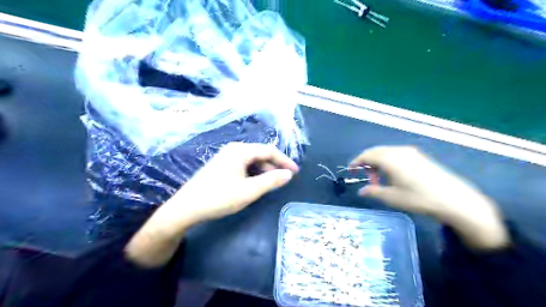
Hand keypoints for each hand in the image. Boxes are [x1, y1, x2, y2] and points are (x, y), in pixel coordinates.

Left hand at [125, 142, 297, 265]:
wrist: (186, 208)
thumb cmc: (219, 197)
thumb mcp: (249, 191)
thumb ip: (271, 181)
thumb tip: (288, 174)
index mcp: (240, 151)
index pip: (269, 151)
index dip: (284, 161)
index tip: (295, 172)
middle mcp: (233, 149)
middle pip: (260, 154)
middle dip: (274, 166)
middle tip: (285, 179)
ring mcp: (225, 157)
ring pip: (251, 161)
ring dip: (264, 170)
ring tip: (272, 183)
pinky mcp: (221, 166)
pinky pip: (243, 166)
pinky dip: (253, 173)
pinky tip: (255, 183)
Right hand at [352, 145, 509, 248]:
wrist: (454, 199)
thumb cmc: (419, 198)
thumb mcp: (392, 197)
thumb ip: (374, 191)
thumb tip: (362, 191)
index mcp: (390, 159)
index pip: (367, 155)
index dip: (356, 162)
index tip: (350, 170)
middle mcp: (399, 151)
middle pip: (376, 151)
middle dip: (367, 163)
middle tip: (368, 179)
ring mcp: (411, 152)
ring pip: (386, 152)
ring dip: (378, 163)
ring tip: (381, 180)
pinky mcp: (419, 156)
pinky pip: (396, 154)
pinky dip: (388, 162)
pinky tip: (393, 176)